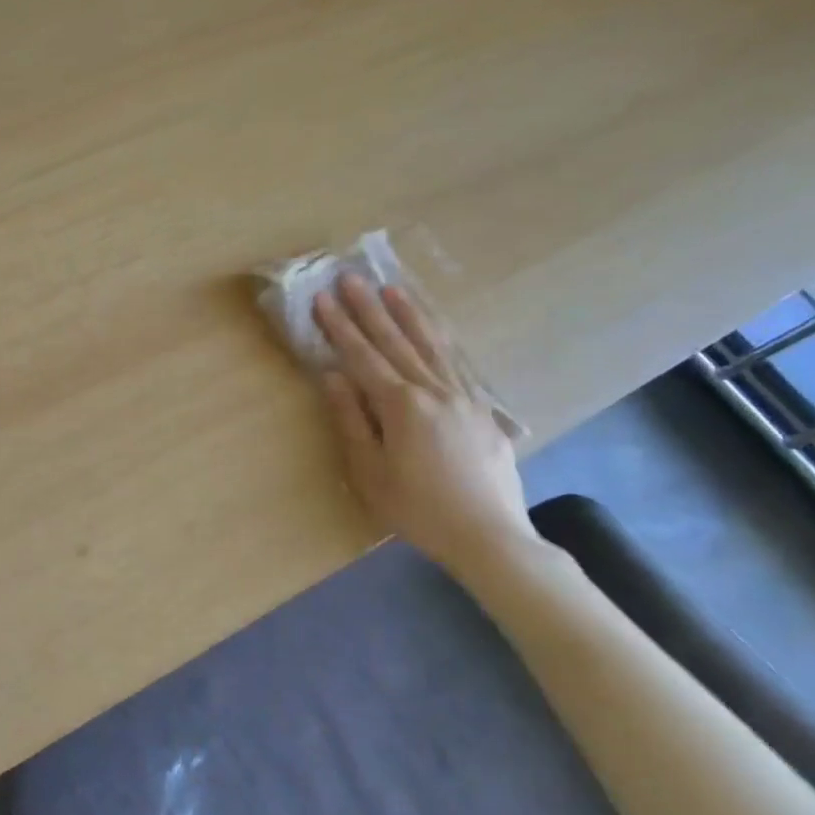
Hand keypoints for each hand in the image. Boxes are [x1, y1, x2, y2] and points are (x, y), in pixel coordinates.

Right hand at [313, 275, 536, 579]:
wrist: (491, 536)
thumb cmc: (419, 510)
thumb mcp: (371, 473)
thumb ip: (351, 421)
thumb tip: (332, 377)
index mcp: (401, 406)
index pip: (362, 357)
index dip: (339, 327)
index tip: (322, 298)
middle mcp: (433, 390)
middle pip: (395, 342)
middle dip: (369, 309)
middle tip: (350, 278)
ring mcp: (463, 396)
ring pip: (431, 345)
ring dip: (408, 315)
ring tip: (392, 289)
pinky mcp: (482, 409)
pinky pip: (457, 362)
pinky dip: (440, 340)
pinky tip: (434, 330)